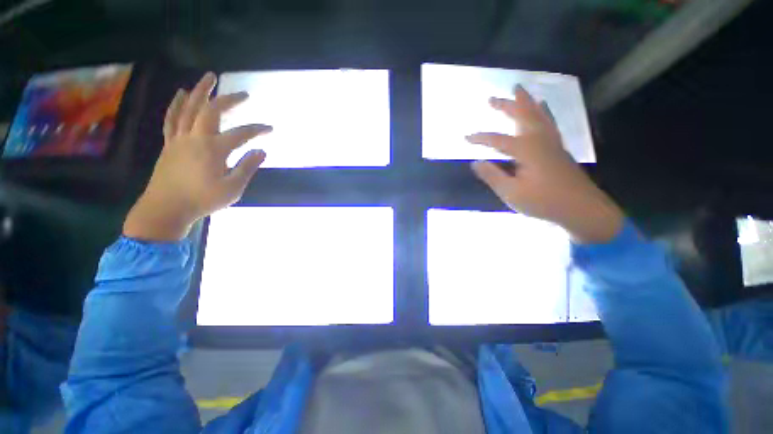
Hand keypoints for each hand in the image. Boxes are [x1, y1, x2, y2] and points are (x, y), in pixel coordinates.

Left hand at [123, 72, 271, 241]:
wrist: (166, 208)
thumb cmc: (202, 200)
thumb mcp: (233, 188)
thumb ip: (248, 168)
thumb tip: (262, 151)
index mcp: (214, 149)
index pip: (241, 134)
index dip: (258, 130)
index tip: (270, 128)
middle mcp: (196, 138)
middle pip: (212, 110)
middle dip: (229, 100)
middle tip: (243, 94)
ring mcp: (179, 138)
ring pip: (189, 108)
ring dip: (200, 91)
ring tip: (209, 77)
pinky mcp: (169, 143)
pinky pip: (172, 118)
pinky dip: (177, 104)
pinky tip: (182, 94)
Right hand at [467, 86, 623, 243]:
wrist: (582, 208)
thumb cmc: (543, 202)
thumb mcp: (511, 193)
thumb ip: (492, 176)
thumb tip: (475, 163)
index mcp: (526, 150)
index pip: (497, 140)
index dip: (480, 138)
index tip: (465, 137)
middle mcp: (540, 140)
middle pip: (522, 116)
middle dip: (506, 106)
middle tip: (492, 98)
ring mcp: (552, 142)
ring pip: (537, 115)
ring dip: (526, 102)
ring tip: (519, 91)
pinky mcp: (558, 148)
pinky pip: (548, 122)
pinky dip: (542, 111)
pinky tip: (542, 108)